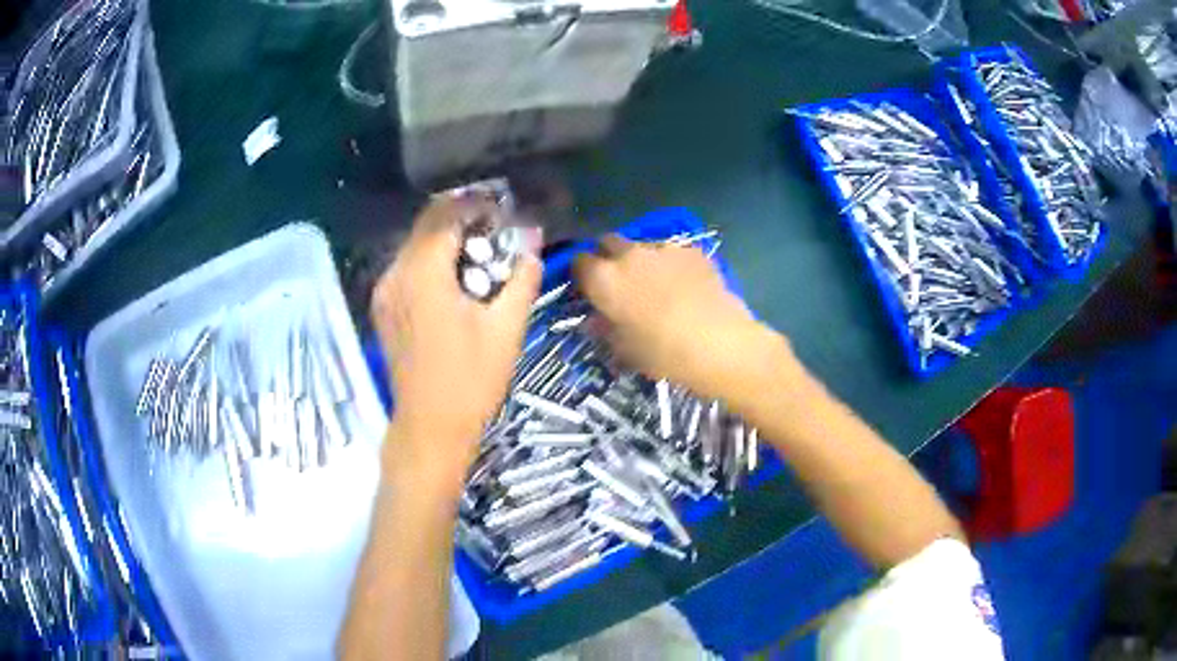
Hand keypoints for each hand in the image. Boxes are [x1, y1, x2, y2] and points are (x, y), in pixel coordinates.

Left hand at [371, 196, 540, 490]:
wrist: (430, 427)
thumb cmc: (471, 380)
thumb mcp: (506, 328)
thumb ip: (521, 276)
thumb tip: (533, 238)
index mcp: (423, 273)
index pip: (445, 214)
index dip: (476, 204)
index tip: (504, 210)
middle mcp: (395, 273)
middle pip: (427, 224)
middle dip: (462, 218)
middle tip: (497, 231)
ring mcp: (385, 291)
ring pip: (416, 244)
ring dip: (448, 239)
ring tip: (481, 256)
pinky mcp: (384, 307)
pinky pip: (409, 266)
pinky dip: (433, 260)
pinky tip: (457, 281)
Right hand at [574, 236, 776, 400]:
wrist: (720, 344)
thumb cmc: (664, 354)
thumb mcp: (625, 350)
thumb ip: (606, 329)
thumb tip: (598, 319)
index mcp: (604, 280)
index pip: (579, 262)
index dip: (582, 274)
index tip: (589, 288)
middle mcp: (628, 255)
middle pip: (608, 242)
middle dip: (609, 257)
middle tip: (620, 283)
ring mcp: (663, 248)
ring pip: (642, 246)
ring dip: (642, 260)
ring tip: (658, 285)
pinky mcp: (692, 250)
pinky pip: (673, 253)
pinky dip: (672, 265)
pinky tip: (686, 286)